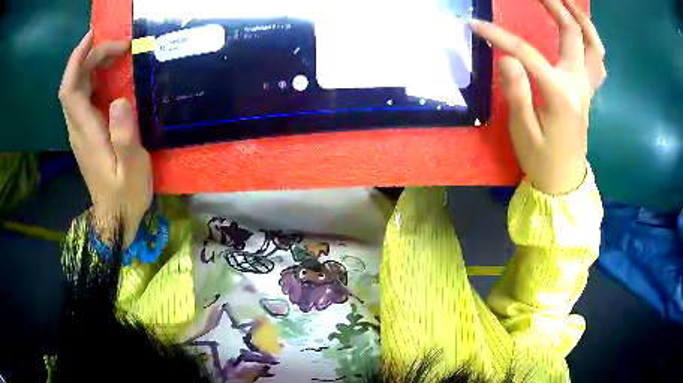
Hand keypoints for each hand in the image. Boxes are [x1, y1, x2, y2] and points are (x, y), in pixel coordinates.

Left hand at [59, 31, 151, 246]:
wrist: (115, 220)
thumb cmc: (126, 197)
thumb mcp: (132, 171)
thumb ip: (125, 137)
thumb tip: (119, 100)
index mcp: (85, 134)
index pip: (70, 89)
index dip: (77, 60)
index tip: (94, 36)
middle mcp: (77, 129)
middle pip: (73, 84)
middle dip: (90, 57)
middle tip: (120, 46)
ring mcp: (79, 132)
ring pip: (76, 89)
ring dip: (91, 65)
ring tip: (116, 54)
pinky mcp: (85, 134)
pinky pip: (82, 98)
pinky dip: (92, 78)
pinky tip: (108, 74)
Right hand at [471, 0, 605, 194]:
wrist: (564, 182)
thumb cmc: (542, 160)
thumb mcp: (523, 131)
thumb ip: (516, 93)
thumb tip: (507, 58)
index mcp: (561, 94)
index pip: (528, 53)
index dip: (500, 36)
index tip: (476, 26)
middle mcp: (579, 84)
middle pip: (574, 34)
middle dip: (556, 7)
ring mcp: (587, 87)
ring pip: (594, 45)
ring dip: (582, 20)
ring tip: (568, 3)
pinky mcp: (588, 92)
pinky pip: (597, 61)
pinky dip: (592, 41)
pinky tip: (582, 33)